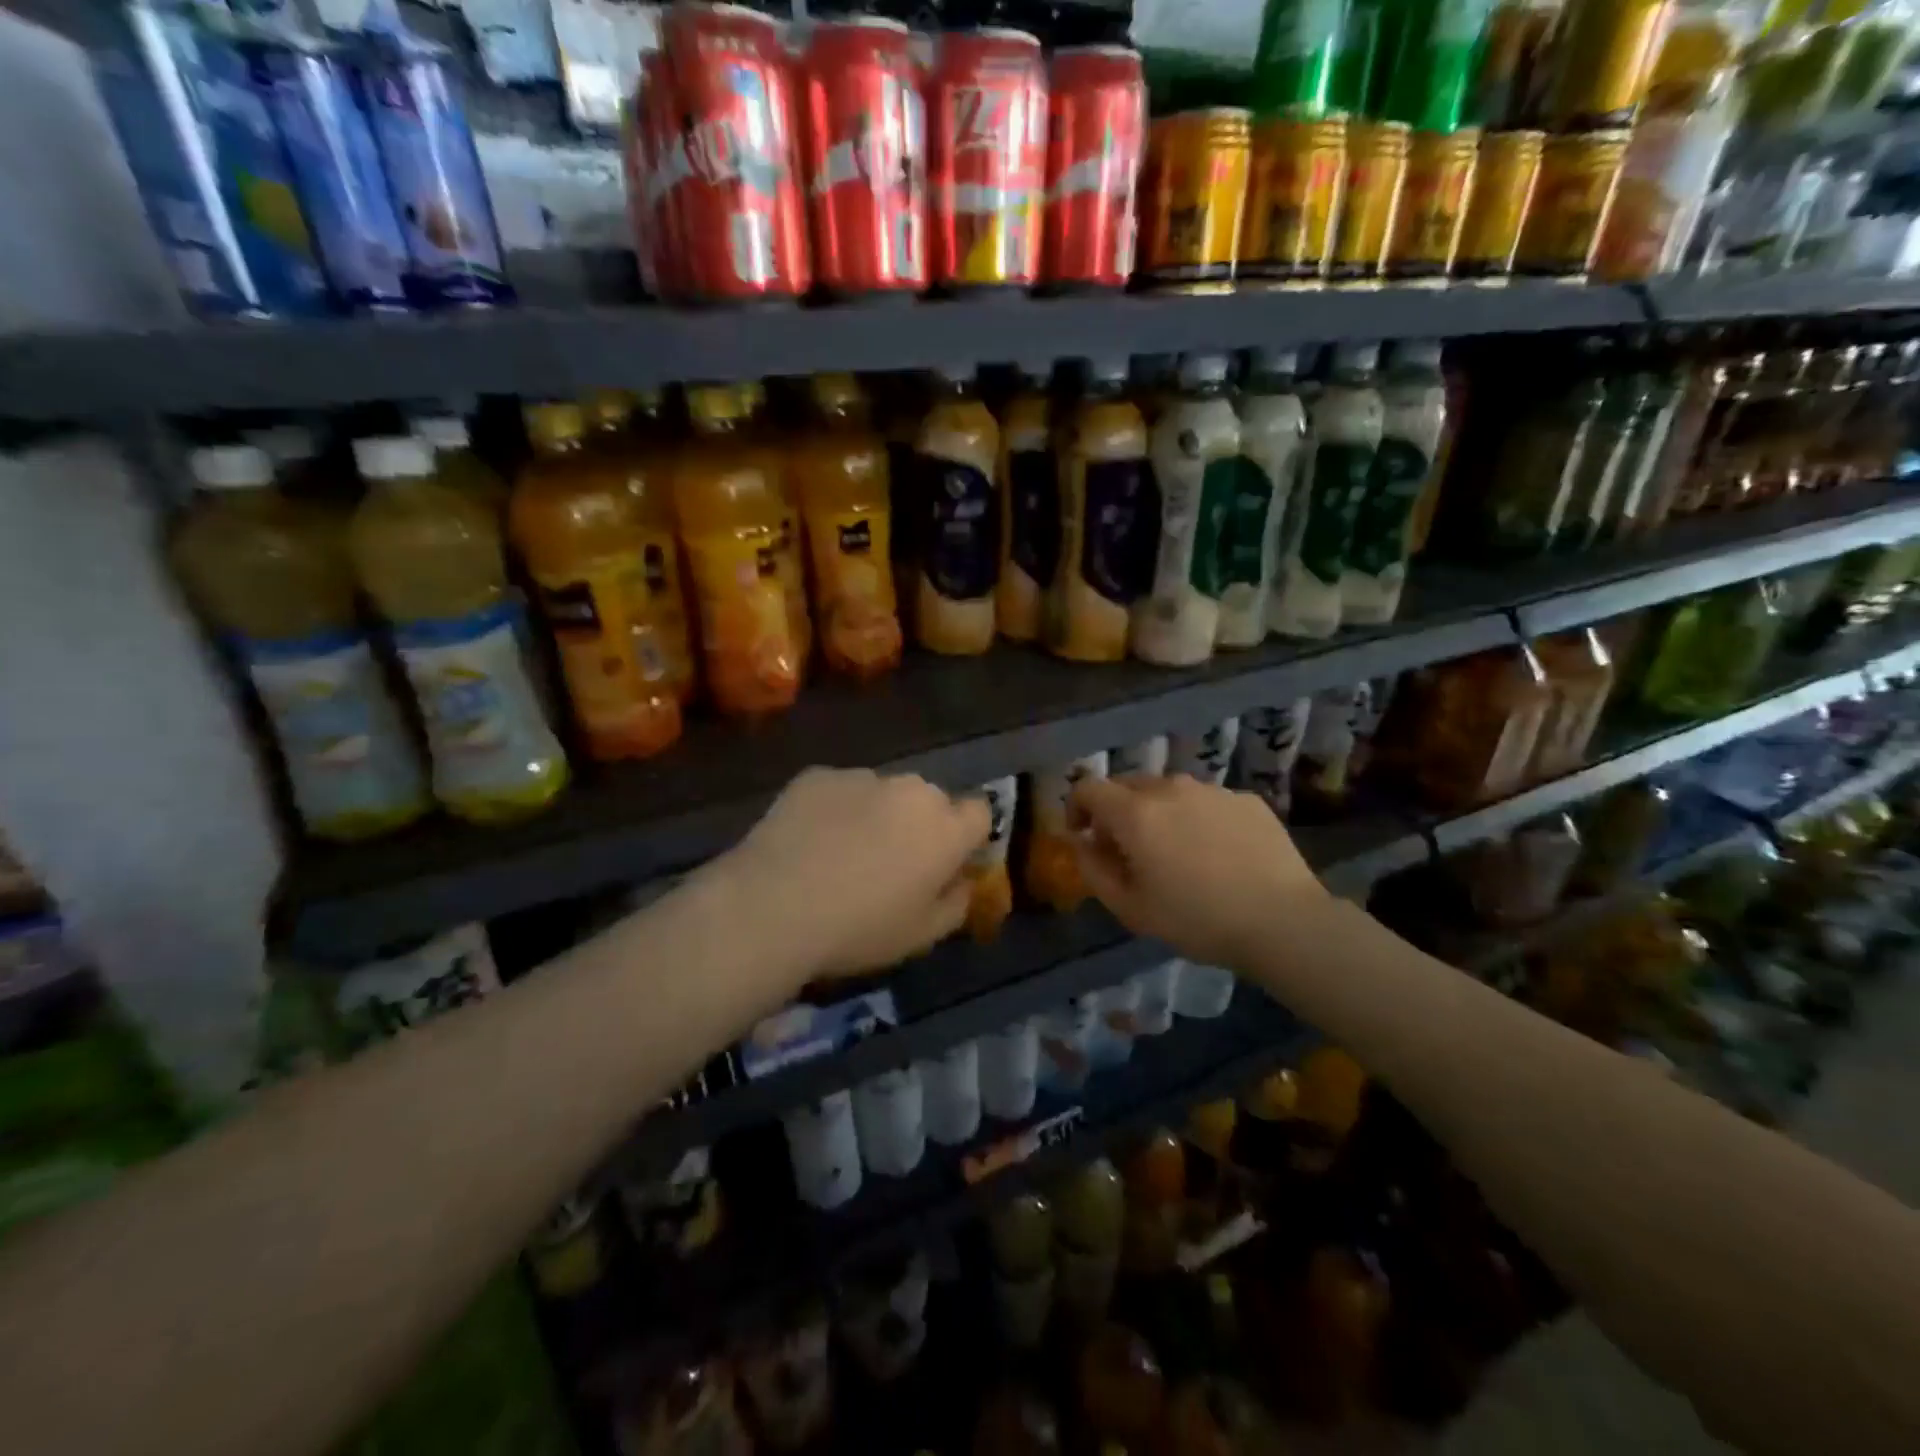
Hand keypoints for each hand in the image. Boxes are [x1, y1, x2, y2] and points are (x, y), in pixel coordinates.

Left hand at [711, 767, 989, 980]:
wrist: (774, 906)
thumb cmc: (859, 929)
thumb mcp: (922, 936)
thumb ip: (956, 903)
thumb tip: (961, 881)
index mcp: (946, 828)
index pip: (980, 812)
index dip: (966, 836)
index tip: (946, 862)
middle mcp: (911, 790)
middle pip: (929, 801)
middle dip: (918, 825)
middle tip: (889, 863)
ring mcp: (862, 777)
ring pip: (882, 793)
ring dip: (874, 815)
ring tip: (840, 853)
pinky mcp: (818, 775)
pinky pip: (839, 790)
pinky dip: (833, 810)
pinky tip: (808, 842)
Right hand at [1069, 775, 1330, 969]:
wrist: (1283, 921)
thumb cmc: (1196, 920)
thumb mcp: (1130, 908)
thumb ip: (1093, 868)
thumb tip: (1082, 841)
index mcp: (1135, 813)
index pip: (1088, 788)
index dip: (1076, 807)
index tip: (1083, 835)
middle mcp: (1170, 789)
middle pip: (1128, 785)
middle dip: (1117, 811)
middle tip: (1128, 850)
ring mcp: (1212, 791)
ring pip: (1170, 792)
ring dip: (1159, 813)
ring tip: (1177, 852)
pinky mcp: (1247, 799)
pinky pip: (1207, 802)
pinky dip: (1198, 819)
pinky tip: (1218, 854)